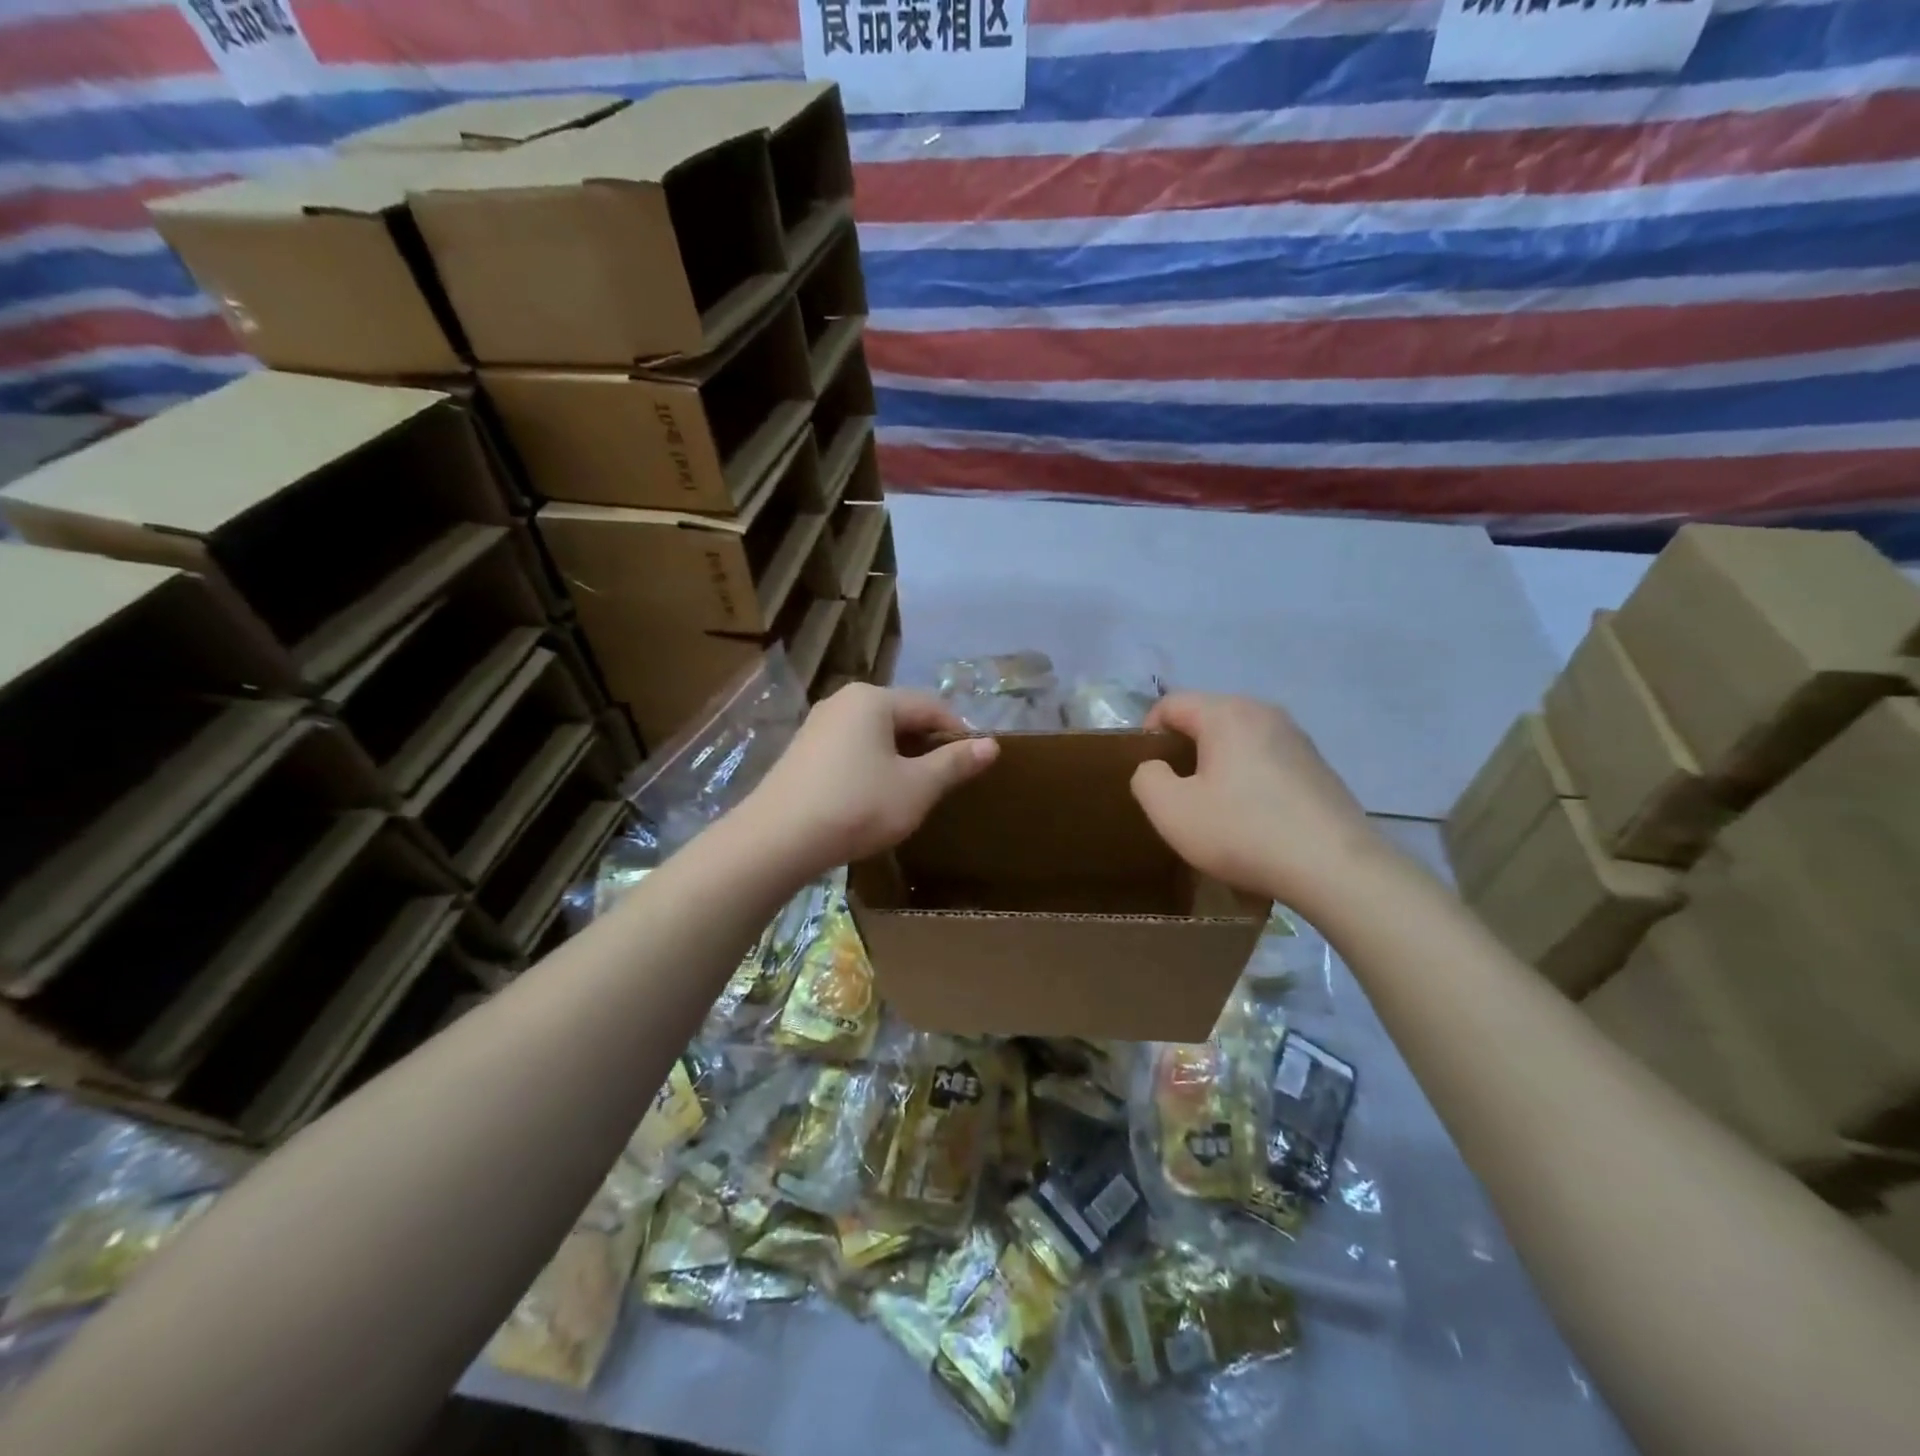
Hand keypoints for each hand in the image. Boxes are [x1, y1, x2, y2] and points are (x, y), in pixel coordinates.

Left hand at [739, 684, 999, 881]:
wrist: (776, 840)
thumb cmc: (857, 806)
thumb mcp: (916, 788)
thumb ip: (954, 763)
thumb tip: (992, 744)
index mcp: (873, 699)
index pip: (931, 706)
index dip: (959, 733)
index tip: (975, 764)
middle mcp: (844, 701)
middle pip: (901, 716)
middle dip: (928, 745)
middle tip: (946, 781)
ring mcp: (818, 725)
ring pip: (875, 734)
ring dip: (901, 757)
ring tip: (914, 790)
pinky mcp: (803, 751)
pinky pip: (852, 748)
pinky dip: (873, 765)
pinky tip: (875, 795)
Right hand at [1131, 693, 1387, 916]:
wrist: (1335, 869)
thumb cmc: (1242, 831)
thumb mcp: (1170, 810)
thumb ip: (1146, 778)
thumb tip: (1156, 767)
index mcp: (1227, 713)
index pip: (1170, 705)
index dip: (1148, 736)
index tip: (1149, 776)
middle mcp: (1265, 713)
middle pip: (1206, 719)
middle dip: (1184, 752)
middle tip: (1177, 796)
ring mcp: (1298, 739)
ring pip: (1238, 742)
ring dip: (1217, 768)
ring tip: (1214, 811)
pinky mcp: (1318, 768)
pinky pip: (1266, 763)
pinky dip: (1249, 782)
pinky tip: (1253, 821)